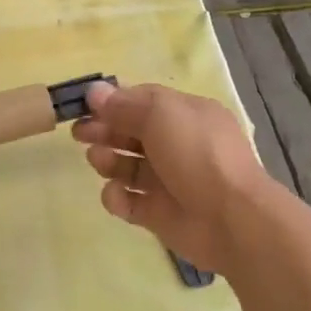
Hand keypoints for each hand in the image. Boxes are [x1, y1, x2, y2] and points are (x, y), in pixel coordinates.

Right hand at [71, 81, 273, 273]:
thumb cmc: (197, 154)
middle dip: (104, 131)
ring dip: (108, 161)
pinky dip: (118, 197)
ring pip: (127, 167)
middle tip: (79, 134)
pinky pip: (129, 202)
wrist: (231, 219)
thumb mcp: (161, 115)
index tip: (85, 107)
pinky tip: (118, 195)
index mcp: (185, 115)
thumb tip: (94, 92)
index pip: (143, 102)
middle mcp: (177, 145)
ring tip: (99, 161)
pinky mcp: (158, 213)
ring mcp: (167, 181)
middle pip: (131, 133)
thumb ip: (125, 104)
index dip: (113, 103)